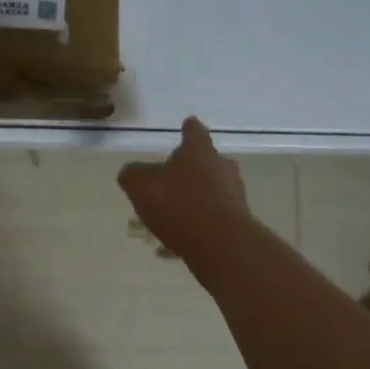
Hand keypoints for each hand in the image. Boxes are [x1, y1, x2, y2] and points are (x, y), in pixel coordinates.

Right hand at [118, 117, 251, 261]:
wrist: (220, 242)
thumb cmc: (178, 204)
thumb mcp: (141, 187)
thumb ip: (133, 175)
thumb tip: (131, 172)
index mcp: (198, 151)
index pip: (194, 132)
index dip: (189, 129)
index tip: (188, 124)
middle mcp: (221, 167)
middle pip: (207, 161)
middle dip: (192, 168)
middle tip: (174, 178)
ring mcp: (233, 194)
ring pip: (211, 191)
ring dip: (194, 199)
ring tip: (171, 216)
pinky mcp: (238, 220)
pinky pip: (212, 218)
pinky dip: (196, 226)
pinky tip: (175, 245)